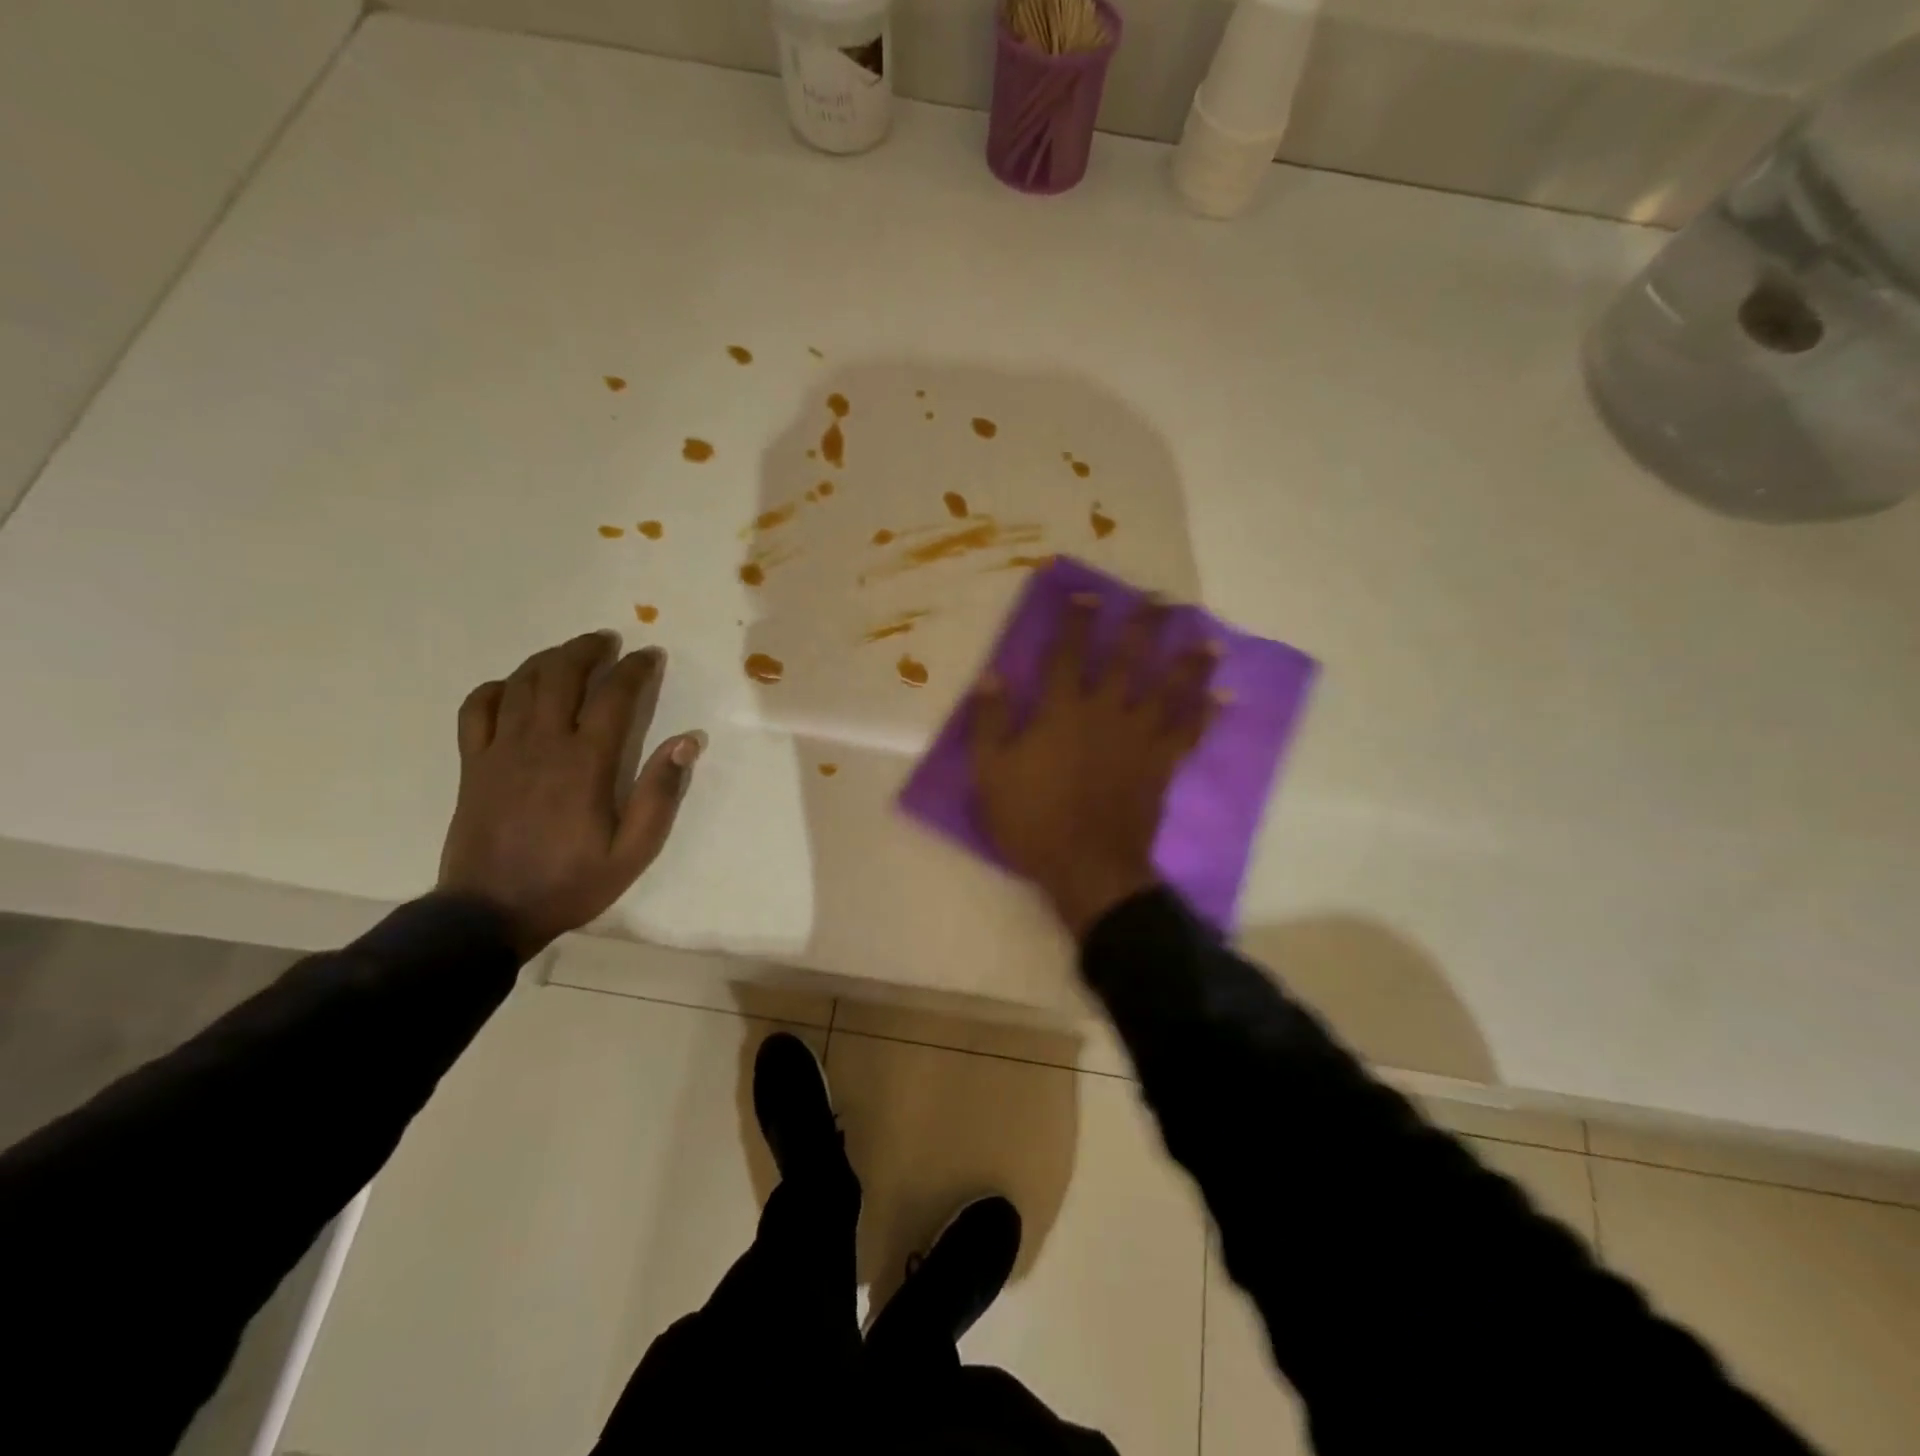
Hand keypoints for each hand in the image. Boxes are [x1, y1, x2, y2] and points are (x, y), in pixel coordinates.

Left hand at [437, 631, 702, 959]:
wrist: (489, 913)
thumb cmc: (571, 882)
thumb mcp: (633, 850)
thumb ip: (660, 793)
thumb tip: (687, 741)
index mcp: (585, 763)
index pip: (614, 696)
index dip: (635, 669)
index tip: (651, 656)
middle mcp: (541, 744)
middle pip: (562, 675)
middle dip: (588, 650)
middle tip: (609, 641)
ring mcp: (500, 751)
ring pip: (521, 683)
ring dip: (549, 659)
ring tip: (570, 654)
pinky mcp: (472, 764)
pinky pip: (476, 709)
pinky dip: (496, 688)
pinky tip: (512, 688)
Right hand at [970, 595, 1218, 937]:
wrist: (1087, 867)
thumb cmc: (1033, 820)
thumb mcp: (991, 773)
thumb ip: (989, 722)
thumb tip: (990, 676)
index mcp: (1061, 711)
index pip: (1067, 655)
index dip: (1076, 623)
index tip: (1088, 595)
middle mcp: (1105, 713)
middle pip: (1128, 660)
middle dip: (1143, 626)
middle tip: (1162, 599)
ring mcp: (1139, 739)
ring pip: (1169, 690)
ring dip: (1188, 661)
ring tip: (1208, 637)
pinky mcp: (1161, 765)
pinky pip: (1189, 733)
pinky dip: (1207, 714)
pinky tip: (1224, 696)